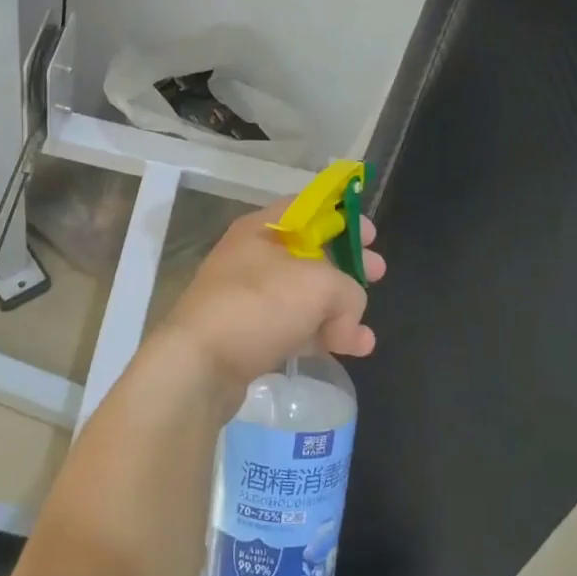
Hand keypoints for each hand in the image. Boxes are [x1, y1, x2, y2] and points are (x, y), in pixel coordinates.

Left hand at [158, 201, 384, 392]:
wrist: (198, 366)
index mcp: (263, 229)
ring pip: (304, 295)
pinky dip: (321, 335)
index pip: (308, 208)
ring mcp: (249, 298)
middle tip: (378, 275)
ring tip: (363, 335)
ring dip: (339, 310)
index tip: (371, 236)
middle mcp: (253, 257)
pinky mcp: (249, 335)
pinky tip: (349, 350)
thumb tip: (349, 314)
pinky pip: (293, 327)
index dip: (344, 216)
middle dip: (348, 266)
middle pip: (310, 253)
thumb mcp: (317, 286)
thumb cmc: (257, 306)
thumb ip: (348, 290)